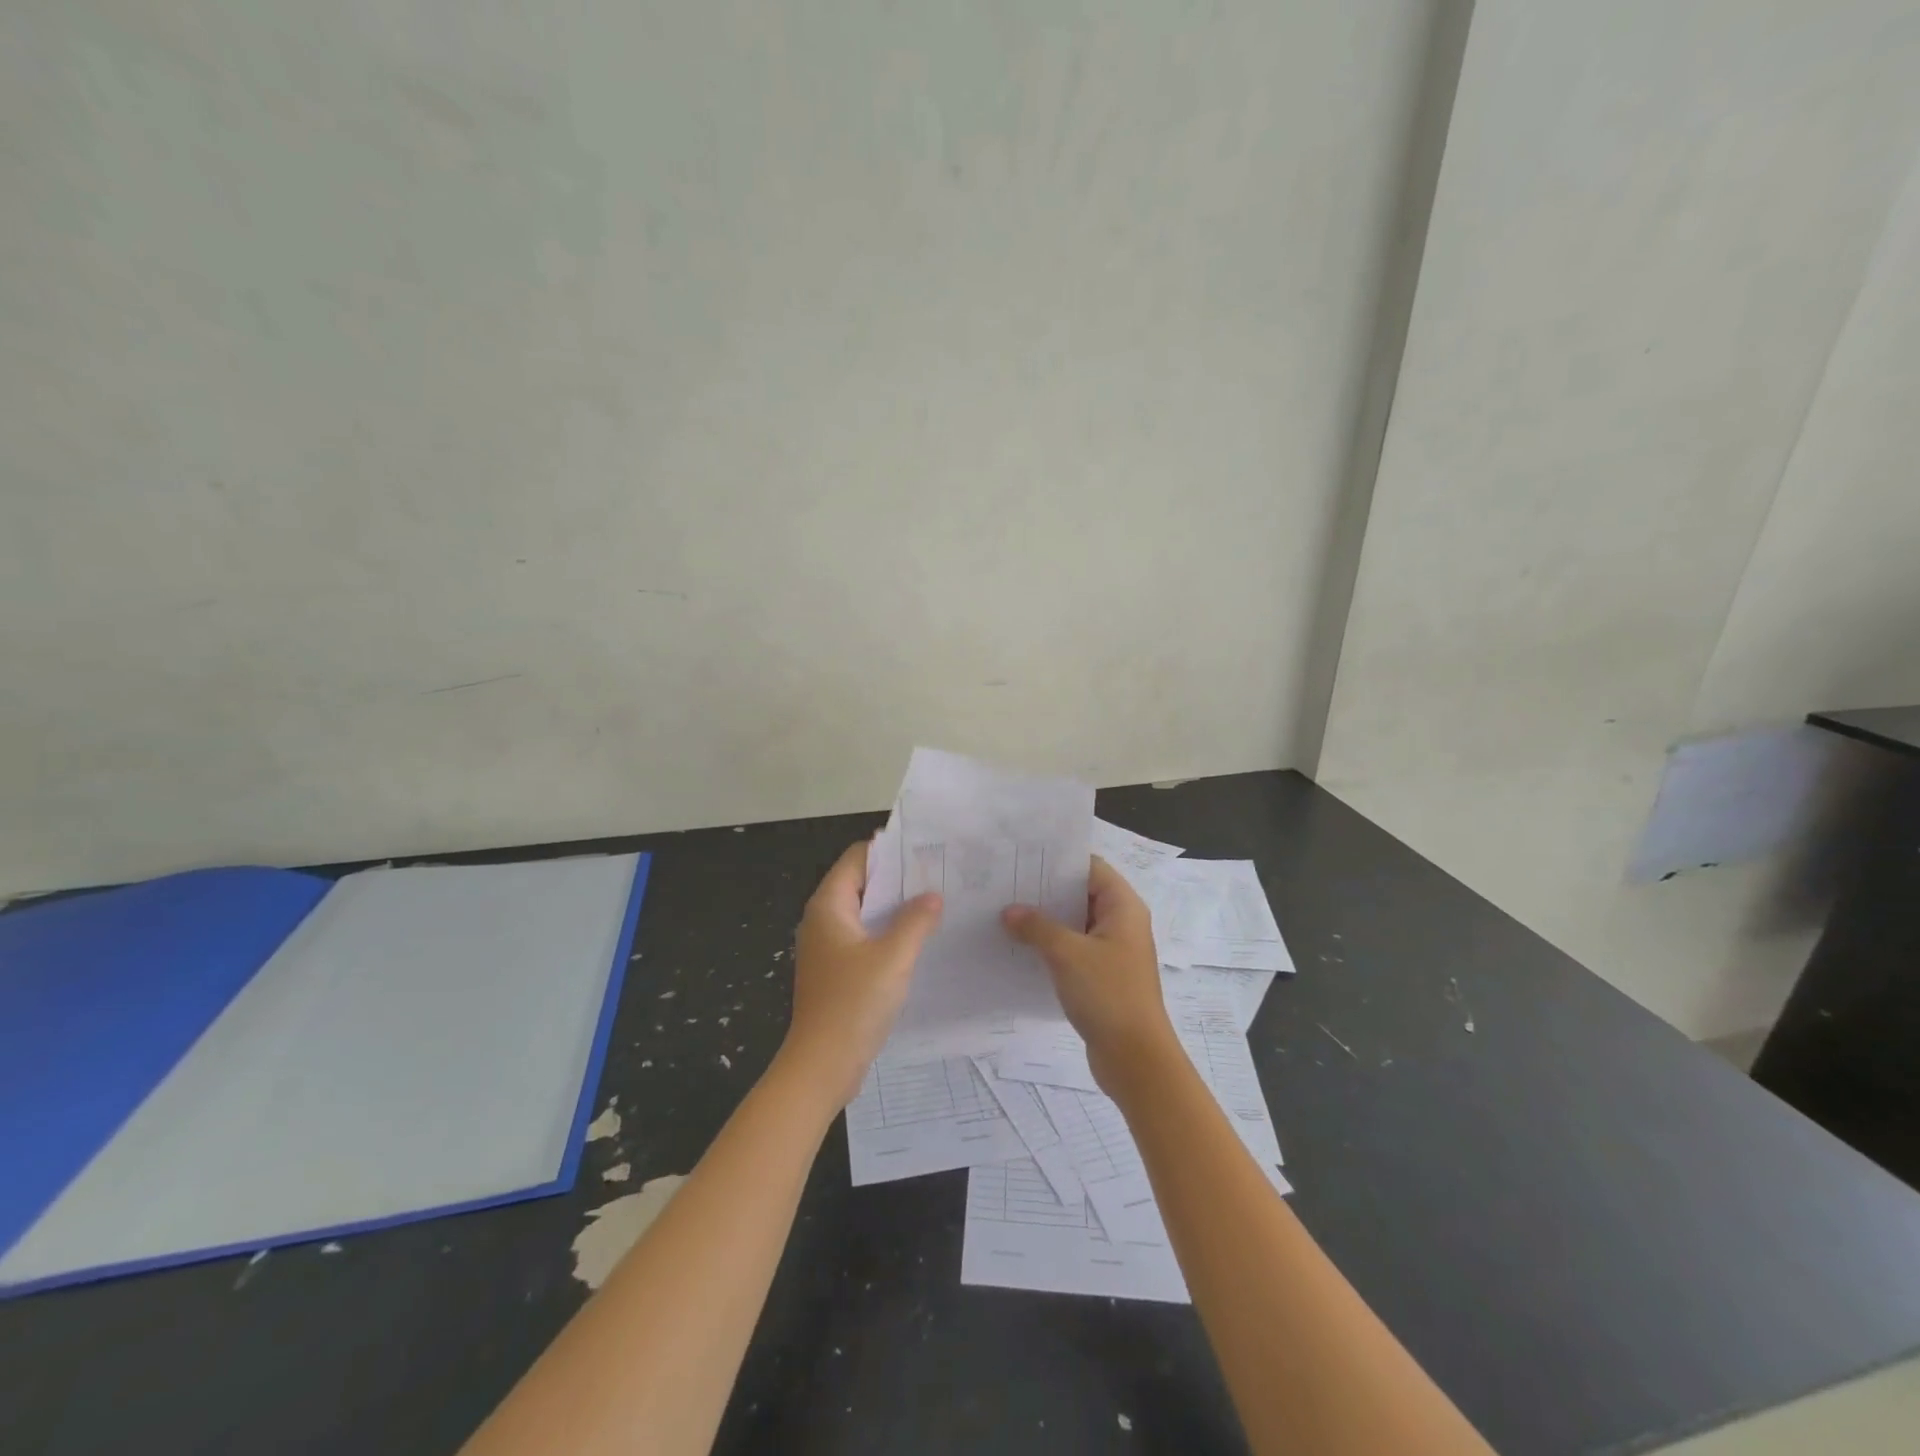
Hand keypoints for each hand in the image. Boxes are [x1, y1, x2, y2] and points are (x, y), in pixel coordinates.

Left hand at [778, 840, 942, 1107]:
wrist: (822, 1066)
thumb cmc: (854, 1004)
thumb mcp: (893, 957)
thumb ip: (916, 921)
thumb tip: (932, 895)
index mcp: (829, 906)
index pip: (858, 858)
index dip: (890, 850)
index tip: (926, 850)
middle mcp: (823, 920)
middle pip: (862, 883)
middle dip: (898, 879)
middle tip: (939, 875)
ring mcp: (828, 947)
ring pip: (865, 913)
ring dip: (896, 908)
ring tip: (936, 904)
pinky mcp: (836, 970)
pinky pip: (864, 938)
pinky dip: (888, 933)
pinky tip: (918, 940)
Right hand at [1002, 856, 1178, 1098]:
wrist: (1136, 1059)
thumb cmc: (1108, 994)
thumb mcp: (1067, 954)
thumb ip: (1036, 927)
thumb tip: (1009, 911)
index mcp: (1123, 906)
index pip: (1090, 867)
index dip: (1059, 861)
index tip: (1023, 859)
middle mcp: (1121, 922)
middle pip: (1081, 893)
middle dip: (1046, 890)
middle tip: (1006, 884)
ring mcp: (1113, 950)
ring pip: (1075, 923)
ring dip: (1046, 919)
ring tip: (1005, 912)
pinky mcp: (1103, 975)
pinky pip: (1074, 948)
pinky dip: (1052, 944)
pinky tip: (1021, 946)